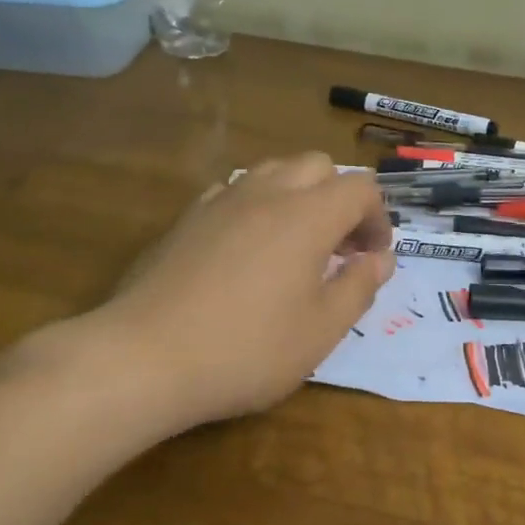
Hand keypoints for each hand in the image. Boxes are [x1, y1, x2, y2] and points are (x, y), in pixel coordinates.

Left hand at [76, 153, 394, 429]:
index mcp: (307, 216)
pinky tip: (249, 250)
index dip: (378, 218)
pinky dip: (257, 206)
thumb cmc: (247, 349)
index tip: (373, 257)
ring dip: (299, 196)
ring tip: (298, 245)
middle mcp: (266, 193)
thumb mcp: (321, 330)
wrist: (144, 358)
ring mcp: (220, 201)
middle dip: (340, 198)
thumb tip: (380, 259)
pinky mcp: (187, 219)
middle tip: (341, 248)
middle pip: (317, 166)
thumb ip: (359, 287)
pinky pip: (235, 191)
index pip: (359, 188)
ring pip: (274, 171)